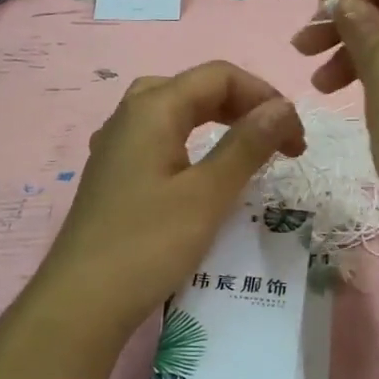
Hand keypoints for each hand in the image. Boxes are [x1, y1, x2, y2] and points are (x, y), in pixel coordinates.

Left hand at [36, 61, 305, 340]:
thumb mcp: (208, 193)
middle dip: (243, 105)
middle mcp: (130, 116)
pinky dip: (192, 141)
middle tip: (276, 141)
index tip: (296, 140)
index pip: (219, 76)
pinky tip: (201, 170)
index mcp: (152, 108)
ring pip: (174, 111)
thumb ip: (247, 145)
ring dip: (217, 121)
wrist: (82, 302)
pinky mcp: (114, 174)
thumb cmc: (148, 244)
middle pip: (195, 87)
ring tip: (247, 148)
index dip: (265, 97)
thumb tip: (284, 108)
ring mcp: (116, 145)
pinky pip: (159, 138)